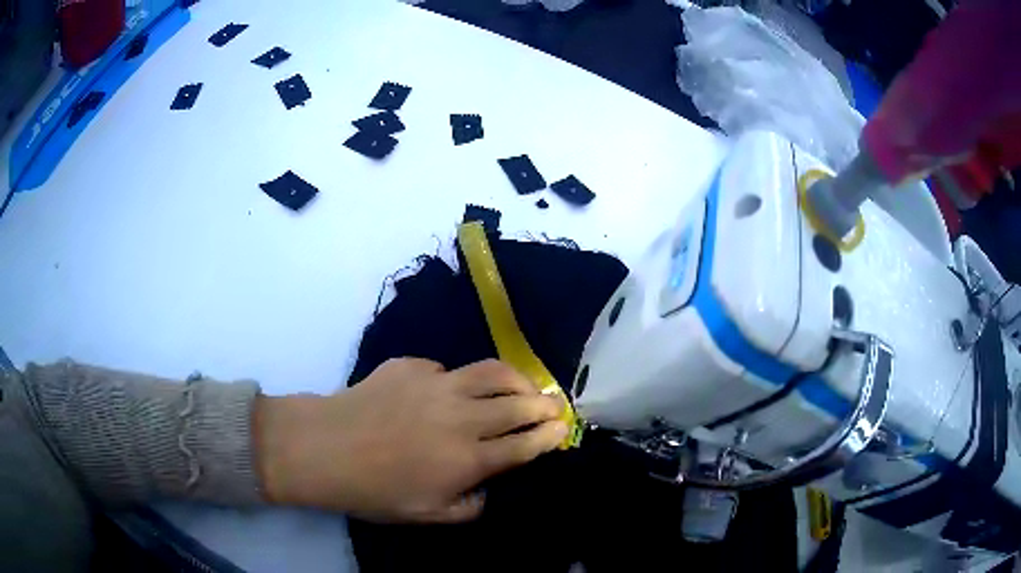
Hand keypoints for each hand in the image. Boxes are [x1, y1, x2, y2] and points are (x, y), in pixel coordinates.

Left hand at [256, 358, 567, 522]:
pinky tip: (451, 390)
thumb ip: (469, 507)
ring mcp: (437, 384)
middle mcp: (462, 417)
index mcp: (468, 458)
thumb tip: (487, 487)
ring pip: (492, 372)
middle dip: (545, 404)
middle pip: (519, 404)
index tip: (563, 429)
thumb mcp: (427, 515)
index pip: (524, 444)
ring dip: (518, 378)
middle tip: (556, 405)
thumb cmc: (374, 490)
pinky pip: (448, 369)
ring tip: (526, 383)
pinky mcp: (413, 366)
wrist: (324, 448)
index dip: (549, 436)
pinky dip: (459, 380)